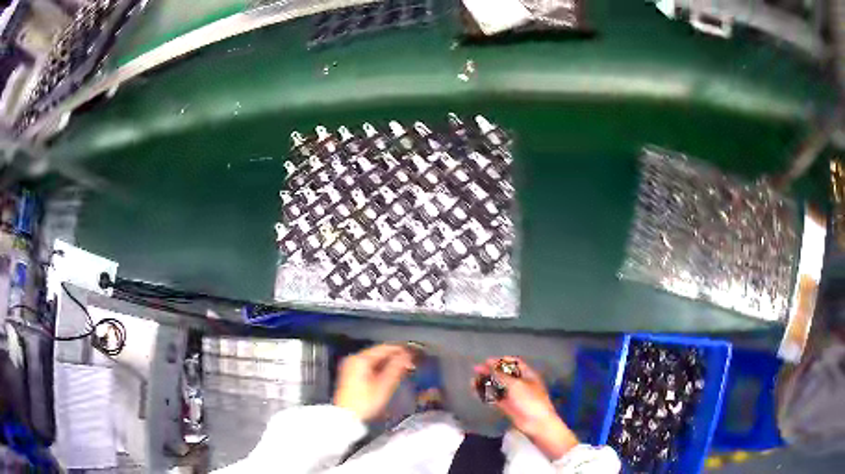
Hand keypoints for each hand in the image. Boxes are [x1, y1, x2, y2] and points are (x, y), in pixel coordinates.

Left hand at [334, 344, 414, 421]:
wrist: (347, 417)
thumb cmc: (366, 402)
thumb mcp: (385, 385)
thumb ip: (397, 368)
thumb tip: (407, 356)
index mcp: (361, 359)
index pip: (385, 348)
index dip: (401, 349)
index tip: (414, 353)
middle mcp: (354, 359)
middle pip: (379, 352)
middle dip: (395, 356)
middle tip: (410, 362)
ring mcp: (351, 366)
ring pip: (374, 359)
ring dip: (388, 362)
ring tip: (403, 368)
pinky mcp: (350, 374)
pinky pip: (369, 365)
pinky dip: (380, 367)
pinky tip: (389, 373)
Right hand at [475, 357, 578, 459]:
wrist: (536, 423)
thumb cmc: (530, 400)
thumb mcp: (515, 385)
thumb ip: (500, 375)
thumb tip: (488, 364)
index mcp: (527, 374)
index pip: (513, 363)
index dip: (500, 361)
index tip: (486, 361)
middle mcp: (520, 383)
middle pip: (504, 374)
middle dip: (491, 371)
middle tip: (476, 370)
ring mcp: (513, 395)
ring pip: (498, 386)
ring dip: (486, 383)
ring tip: (472, 381)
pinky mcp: (507, 406)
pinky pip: (495, 397)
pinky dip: (486, 394)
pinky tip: (476, 391)